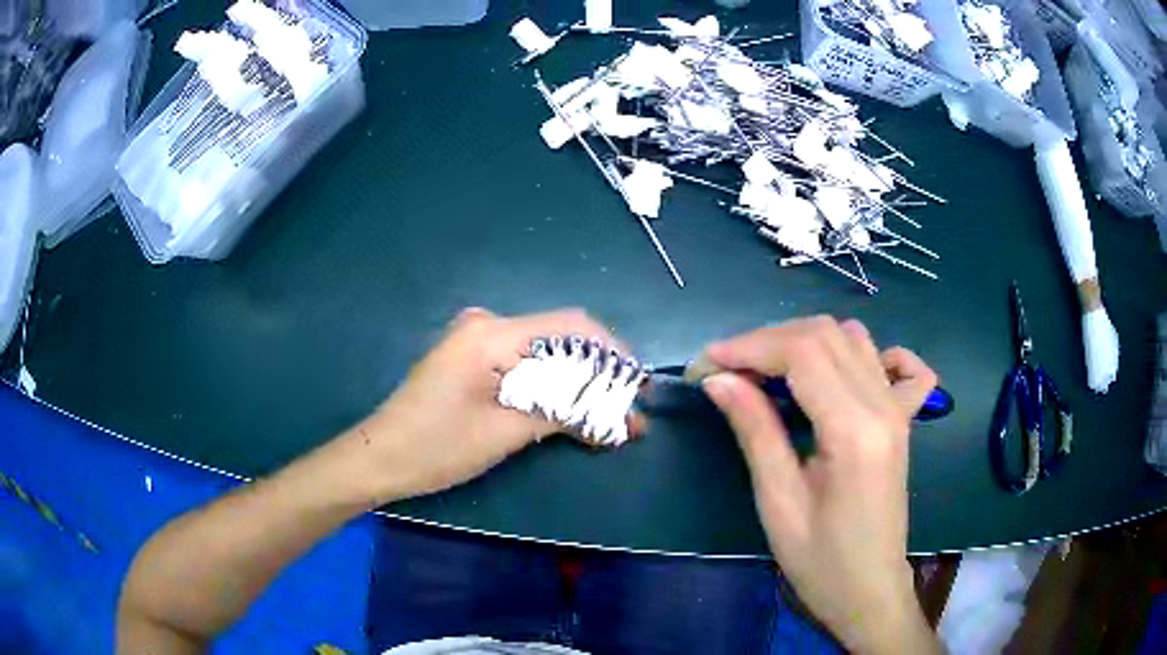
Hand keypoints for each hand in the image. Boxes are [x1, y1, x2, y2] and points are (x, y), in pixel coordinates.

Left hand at [355, 308, 616, 502]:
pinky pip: (522, 364)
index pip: (571, 326)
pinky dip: (550, 387)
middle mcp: (486, 324)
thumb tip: (621, 421)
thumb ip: (564, 414)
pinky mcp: (470, 359)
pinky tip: (570, 411)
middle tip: (627, 413)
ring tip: (607, 419)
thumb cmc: (436, 447)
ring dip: (576, 384)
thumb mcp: (505, 432)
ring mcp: (475, 340)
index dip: (612, 353)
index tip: (638, 386)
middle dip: (598, 375)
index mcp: (492, 333)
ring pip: (544, 354)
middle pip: (560, 339)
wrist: (379, 458)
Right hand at [699, 317, 939, 653]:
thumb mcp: (778, 501)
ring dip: (804, 342)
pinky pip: (899, 365)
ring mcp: (898, 409)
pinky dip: (868, 354)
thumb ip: (754, 430)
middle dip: (768, 340)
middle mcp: (883, 405)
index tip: (705, 364)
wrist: (869, 590)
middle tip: (728, 371)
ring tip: (768, 373)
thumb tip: (718, 379)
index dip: (749, 346)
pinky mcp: (903, 419)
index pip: (802, 352)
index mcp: (854, 429)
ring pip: (852, 338)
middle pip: (825, 334)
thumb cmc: (819, 561)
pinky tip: (843, 374)